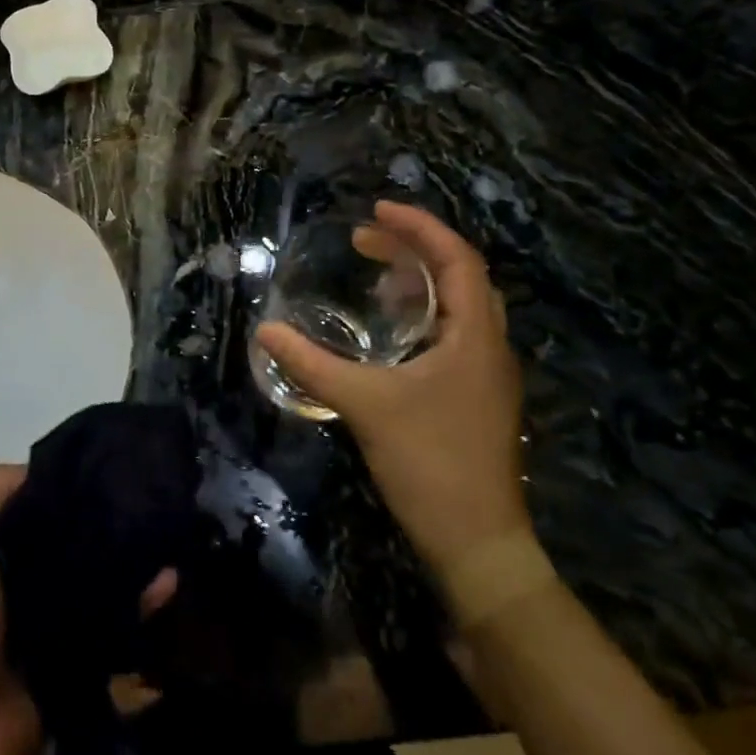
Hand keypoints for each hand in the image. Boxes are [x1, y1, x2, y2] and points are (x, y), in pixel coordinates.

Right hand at [258, 203, 528, 568]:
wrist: (478, 544)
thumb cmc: (429, 463)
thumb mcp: (364, 405)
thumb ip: (312, 364)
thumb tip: (265, 330)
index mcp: (475, 335)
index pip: (457, 257)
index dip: (419, 226)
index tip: (376, 210)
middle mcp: (490, 345)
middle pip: (461, 274)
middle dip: (415, 248)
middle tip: (366, 240)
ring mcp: (488, 373)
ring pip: (461, 305)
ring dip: (421, 281)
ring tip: (376, 276)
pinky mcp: (477, 396)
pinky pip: (455, 333)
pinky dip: (423, 315)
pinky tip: (389, 333)